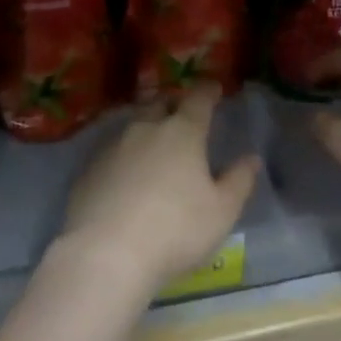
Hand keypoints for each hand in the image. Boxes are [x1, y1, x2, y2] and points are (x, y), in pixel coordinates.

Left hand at [56, 83, 259, 294]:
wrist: (106, 253)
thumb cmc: (175, 230)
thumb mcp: (221, 211)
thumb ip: (239, 181)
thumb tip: (252, 158)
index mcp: (182, 132)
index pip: (198, 100)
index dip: (208, 91)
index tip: (214, 87)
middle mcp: (146, 129)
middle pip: (160, 104)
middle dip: (173, 104)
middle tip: (182, 113)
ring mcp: (113, 147)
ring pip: (134, 126)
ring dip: (147, 129)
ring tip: (155, 143)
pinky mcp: (89, 169)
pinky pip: (112, 152)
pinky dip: (125, 156)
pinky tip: (126, 176)